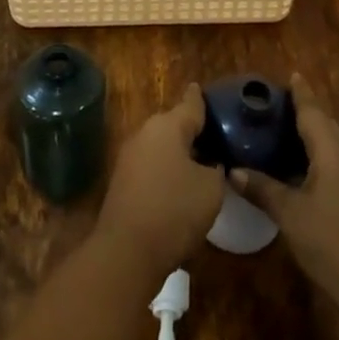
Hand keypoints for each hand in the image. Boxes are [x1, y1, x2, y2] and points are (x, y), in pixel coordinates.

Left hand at [96, 83, 225, 277]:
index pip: (190, 104)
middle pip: (173, 125)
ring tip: (200, 163)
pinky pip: (151, 166)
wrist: (127, 251)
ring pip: (161, 146)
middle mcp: (145, 133)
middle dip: (191, 130)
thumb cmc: (174, 210)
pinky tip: (179, 186)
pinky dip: (166, 170)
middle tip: (213, 137)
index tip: (202, 88)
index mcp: (167, 126)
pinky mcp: (122, 181)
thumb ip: (216, 169)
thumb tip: (211, 164)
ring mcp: (129, 157)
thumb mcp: (211, 189)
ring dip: (178, 152)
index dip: (200, 98)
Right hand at [231, 73, 338, 315]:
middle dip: (304, 110)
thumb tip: (232, 170)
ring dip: (311, 133)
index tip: (290, 74)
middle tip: (276, 103)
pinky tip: (300, 166)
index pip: (312, 111)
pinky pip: (335, 161)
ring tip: (283, 129)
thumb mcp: (291, 215)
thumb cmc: (333, 243)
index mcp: (331, 151)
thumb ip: (263, 189)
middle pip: (324, 124)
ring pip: (331, 144)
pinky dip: (316, 154)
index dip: (300, 93)